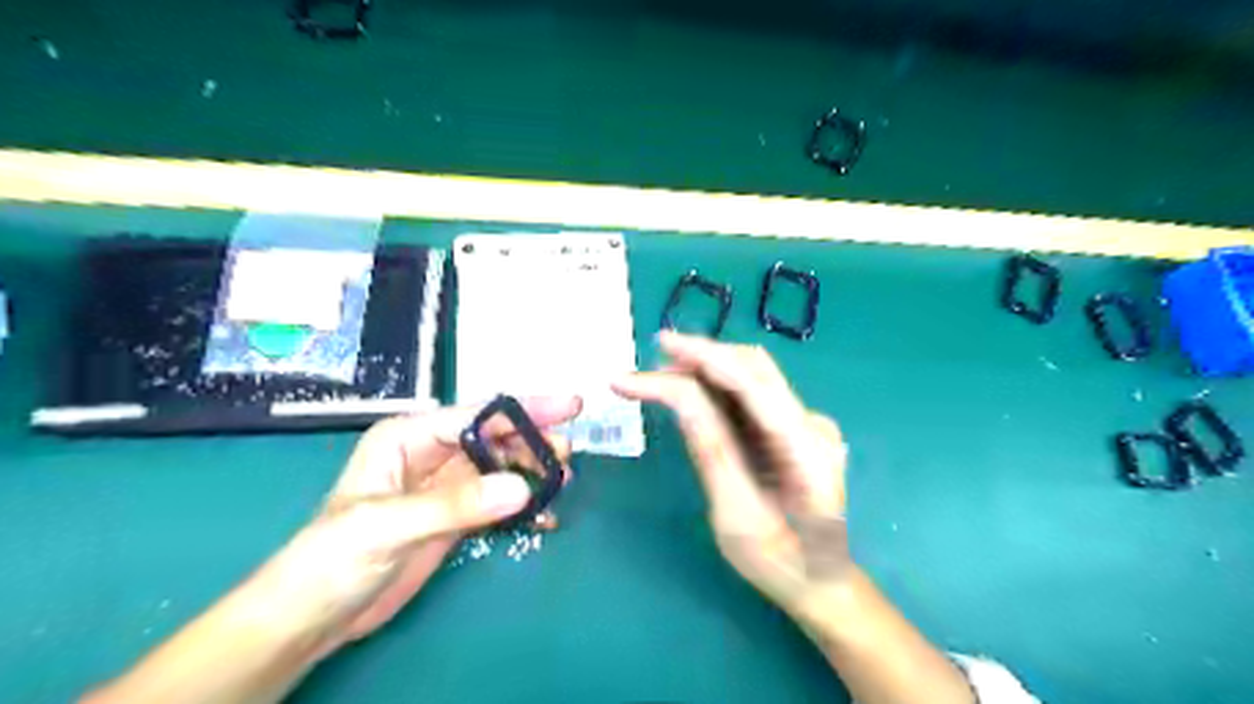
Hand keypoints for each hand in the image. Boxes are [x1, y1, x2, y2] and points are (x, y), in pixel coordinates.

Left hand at [269, 395, 583, 655]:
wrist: (316, 616)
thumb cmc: (333, 558)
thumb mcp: (388, 525)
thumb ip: (455, 504)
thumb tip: (522, 486)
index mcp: (409, 437)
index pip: (476, 415)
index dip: (524, 409)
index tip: (569, 407)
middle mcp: (431, 453)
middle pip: (495, 437)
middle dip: (533, 441)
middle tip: (568, 456)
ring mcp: (446, 486)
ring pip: (501, 467)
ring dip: (533, 472)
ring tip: (563, 482)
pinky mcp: (455, 516)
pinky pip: (498, 501)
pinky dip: (523, 505)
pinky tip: (544, 516)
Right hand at [615, 334, 858, 617]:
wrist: (820, 581)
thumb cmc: (777, 561)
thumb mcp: (734, 515)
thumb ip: (711, 450)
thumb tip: (677, 395)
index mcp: (808, 451)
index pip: (755, 385)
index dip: (706, 358)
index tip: (660, 345)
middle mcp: (813, 425)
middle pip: (756, 369)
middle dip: (700, 357)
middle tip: (648, 365)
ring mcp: (806, 423)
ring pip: (752, 376)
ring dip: (704, 370)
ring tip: (656, 378)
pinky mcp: (793, 428)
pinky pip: (751, 395)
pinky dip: (715, 388)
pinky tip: (686, 392)